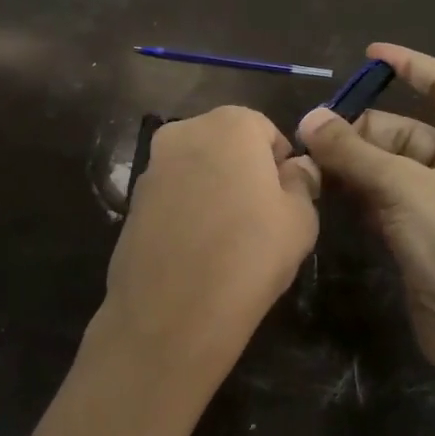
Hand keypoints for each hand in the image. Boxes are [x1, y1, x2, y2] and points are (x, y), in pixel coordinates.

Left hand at [89, 106, 319, 403]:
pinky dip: (187, 209)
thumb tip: (296, 168)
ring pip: (196, 167)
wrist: (171, 311)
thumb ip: (302, 182)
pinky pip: (172, 194)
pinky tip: (197, 248)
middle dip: (244, 169)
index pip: (266, 130)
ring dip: (213, 187)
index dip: (280, 164)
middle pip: (226, 142)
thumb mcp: (300, 219)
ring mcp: (152, 165)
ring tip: (227, 236)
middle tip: (260, 216)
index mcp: (230, 124)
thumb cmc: (250, 254)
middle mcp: (185, 131)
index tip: (286, 199)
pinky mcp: (132, 199)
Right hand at [297, 43, 434, 370]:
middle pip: (405, 130)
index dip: (411, 65)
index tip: (369, 54)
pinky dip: (359, 192)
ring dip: (353, 163)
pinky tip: (327, 193)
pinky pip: (385, 198)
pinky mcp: (422, 233)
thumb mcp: (403, 189)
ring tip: (310, 165)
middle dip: (361, 130)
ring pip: (390, 166)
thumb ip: (353, 152)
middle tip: (313, 138)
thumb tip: (309, 119)